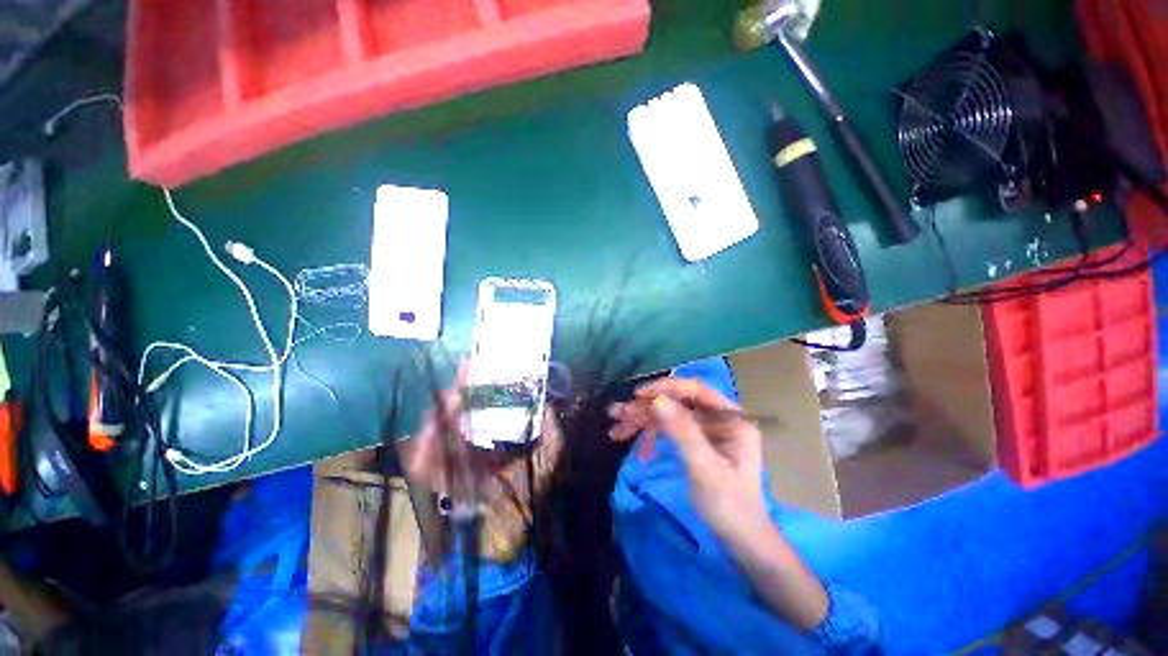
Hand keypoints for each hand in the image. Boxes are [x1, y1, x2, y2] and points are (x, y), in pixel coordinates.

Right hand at [609, 379, 768, 539]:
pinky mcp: (696, 442)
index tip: (638, 396)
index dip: (666, 388)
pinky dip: (649, 431)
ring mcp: (706, 431)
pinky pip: (669, 429)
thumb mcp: (704, 468)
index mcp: (731, 419)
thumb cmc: (729, 507)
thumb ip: (682, 432)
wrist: (741, 544)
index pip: (696, 390)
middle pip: (678, 402)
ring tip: (616, 426)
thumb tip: (656, 399)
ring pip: (670, 415)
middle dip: (647, 407)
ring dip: (643, 419)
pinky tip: (628, 434)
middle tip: (618, 414)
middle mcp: (719, 419)